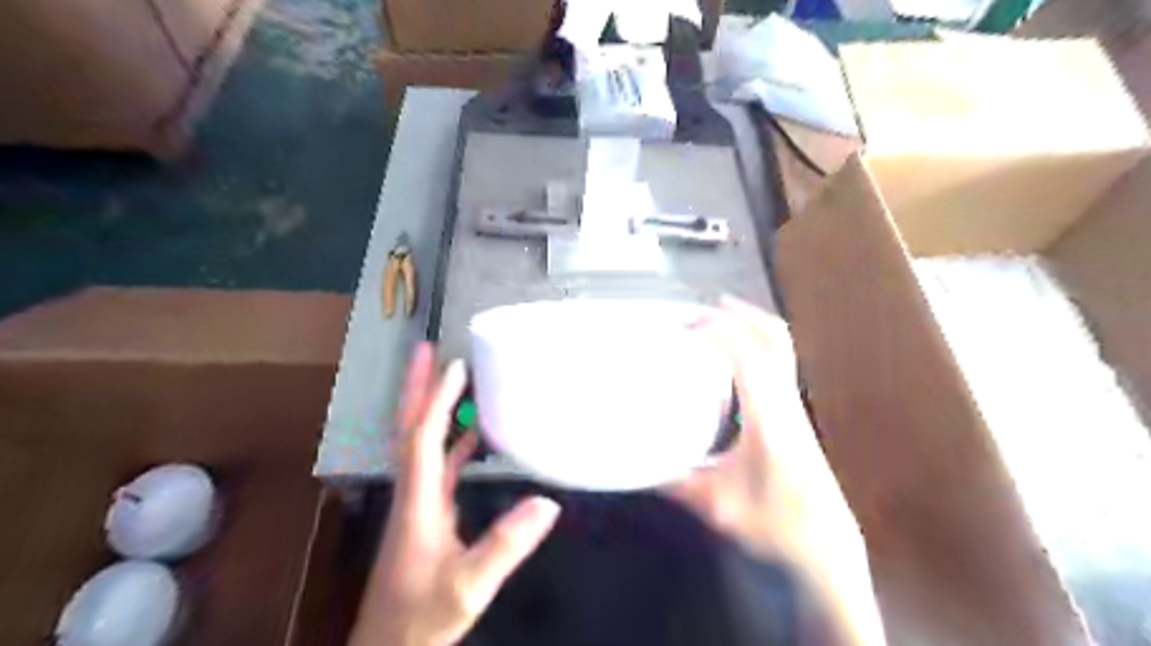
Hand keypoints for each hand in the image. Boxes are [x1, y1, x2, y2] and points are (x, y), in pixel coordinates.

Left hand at [355, 343, 561, 645]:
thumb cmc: (421, 617)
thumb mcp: (468, 586)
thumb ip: (505, 545)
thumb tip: (548, 503)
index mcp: (418, 501)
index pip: (422, 439)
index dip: (437, 400)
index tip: (455, 365)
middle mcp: (414, 492)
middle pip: (409, 429)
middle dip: (417, 388)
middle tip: (427, 351)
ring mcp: (419, 503)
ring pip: (422, 443)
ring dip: (434, 409)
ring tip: (453, 379)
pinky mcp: (428, 515)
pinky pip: (439, 465)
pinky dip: (453, 442)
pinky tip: (474, 435)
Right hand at [666, 298, 887, 644]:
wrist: (826, 551)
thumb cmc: (775, 525)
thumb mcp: (714, 504)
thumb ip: (672, 482)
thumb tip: (635, 467)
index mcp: (769, 415)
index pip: (747, 352)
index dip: (716, 329)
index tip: (681, 328)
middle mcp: (785, 402)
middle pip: (774, 337)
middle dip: (739, 314)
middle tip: (703, 308)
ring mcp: (794, 407)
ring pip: (781, 348)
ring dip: (750, 326)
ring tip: (717, 321)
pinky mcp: (794, 417)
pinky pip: (778, 365)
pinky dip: (755, 348)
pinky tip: (732, 362)